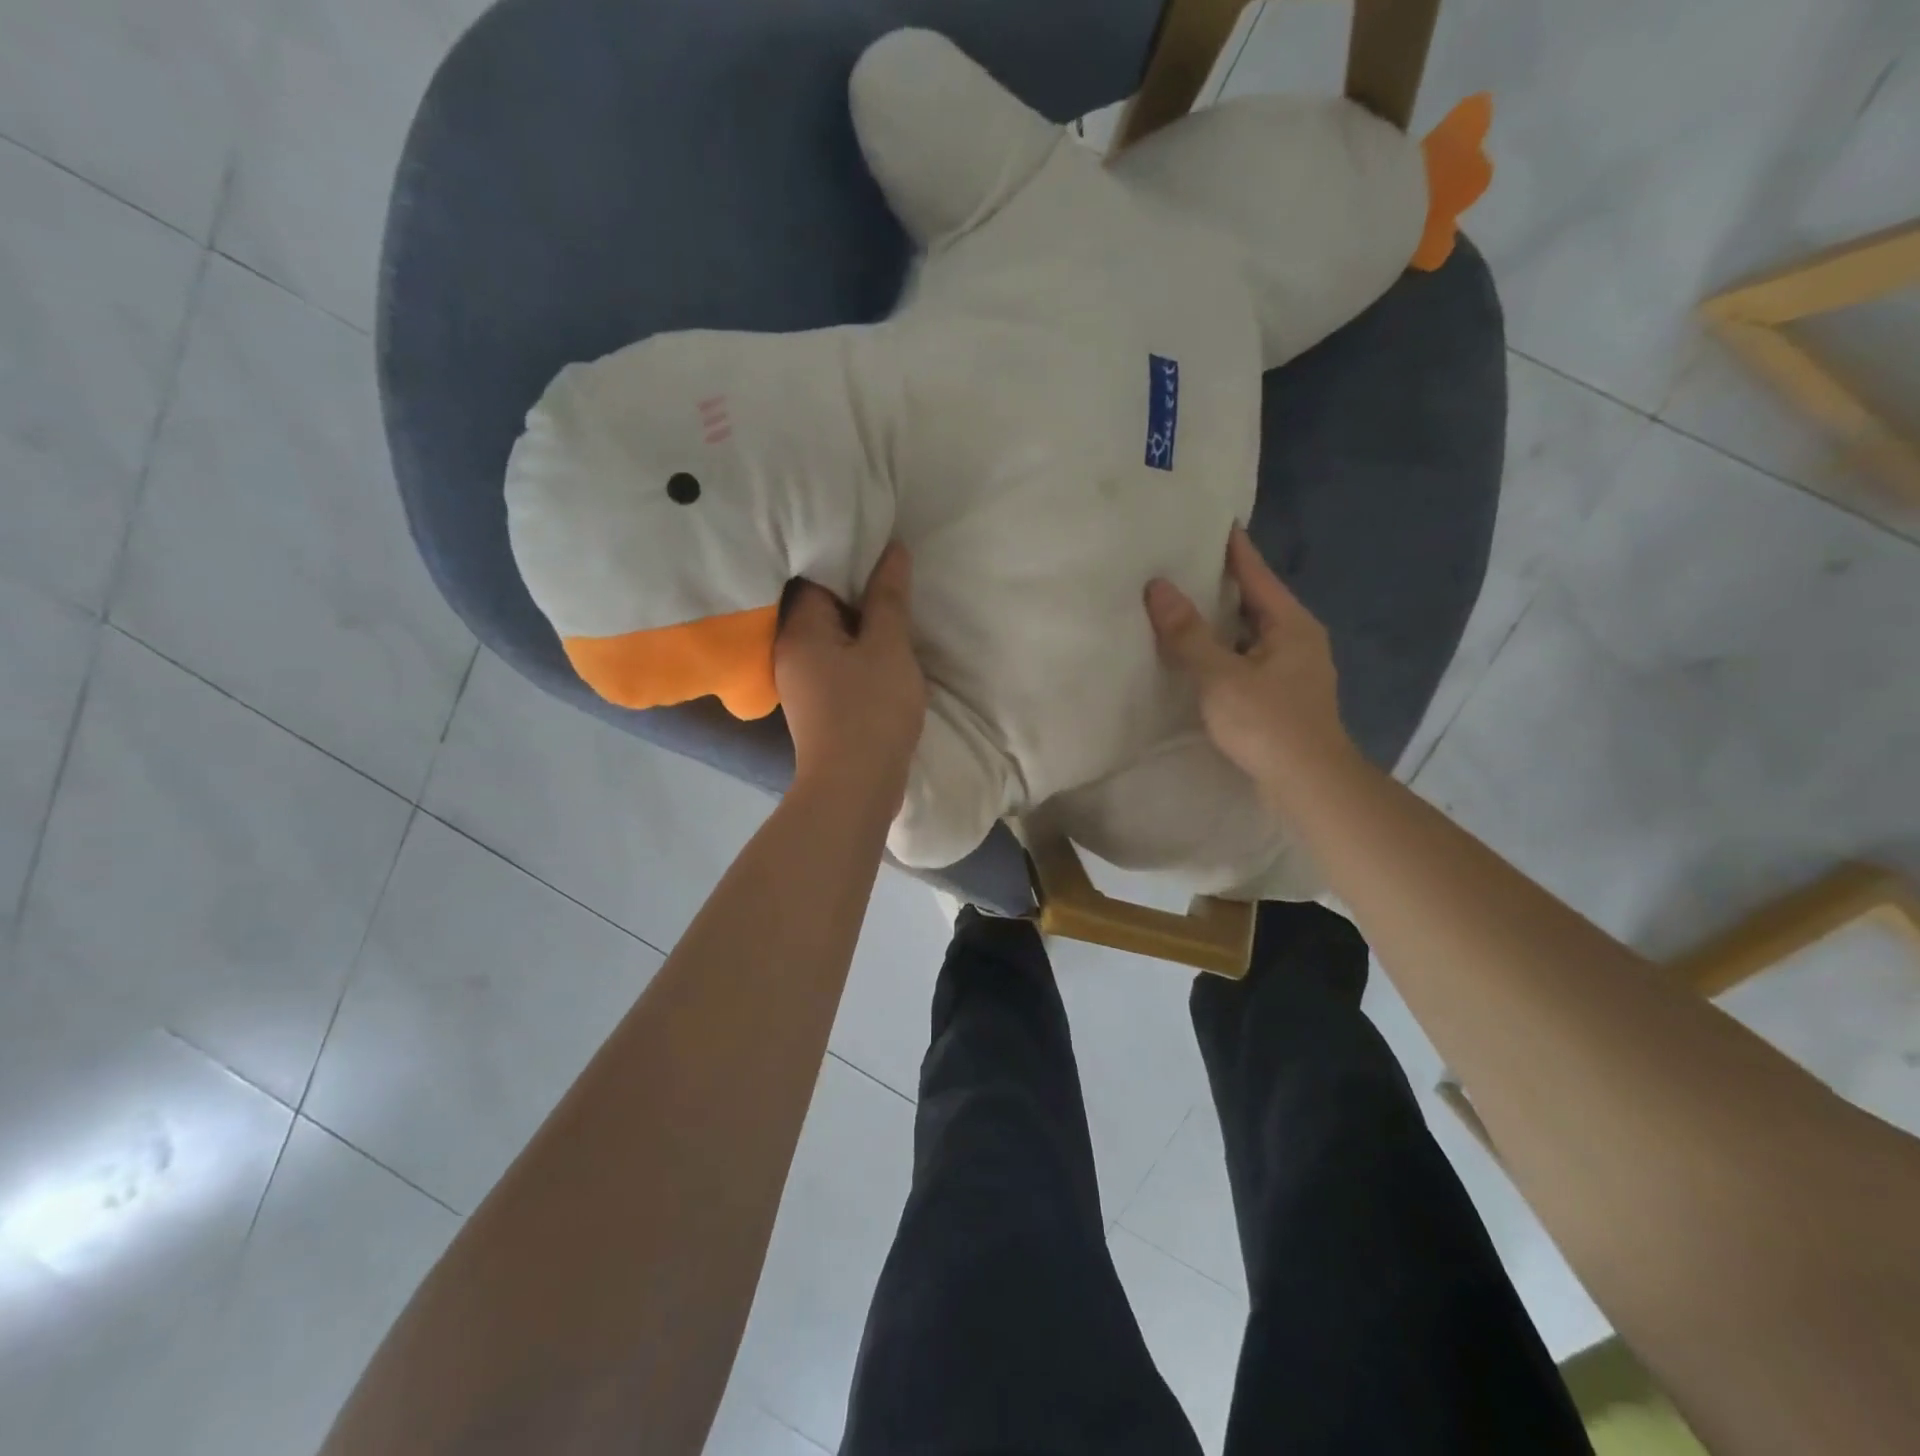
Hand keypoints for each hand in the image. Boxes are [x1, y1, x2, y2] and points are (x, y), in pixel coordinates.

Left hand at [775, 542, 927, 809]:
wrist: (854, 786)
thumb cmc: (871, 710)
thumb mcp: (888, 647)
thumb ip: (888, 597)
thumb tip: (892, 549)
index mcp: (799, 629)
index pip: (815, 574)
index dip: (847, 556)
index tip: (878, 545)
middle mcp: (789, 649)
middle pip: (820, 604)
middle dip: (855, 589)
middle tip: (892, 573)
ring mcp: (800, 680)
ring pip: (830, 635)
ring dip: (859, 623)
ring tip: (892, 606)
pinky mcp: (816, 703)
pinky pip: (835, 662)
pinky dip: (856, 651)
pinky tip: (883, 648)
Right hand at [1144, 526, 1356, 802]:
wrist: (1309, 784)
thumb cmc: (1268, 723)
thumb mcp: (1221, 675)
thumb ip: (1188, 633)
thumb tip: (1158, 588)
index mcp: (1291, 624)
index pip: (1257, 574)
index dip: (1234, 549)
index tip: (1214, 523)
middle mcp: (1299, 640)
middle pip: (1256, 602)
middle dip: (1223, 585)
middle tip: (1184, 565)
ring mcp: (1294, 670)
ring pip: (1251, 634)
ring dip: (1221, 622)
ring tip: (1183, 607)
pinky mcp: (1284, 697)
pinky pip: (1248, 660)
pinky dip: (1225, 652)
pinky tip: (1200, 657)